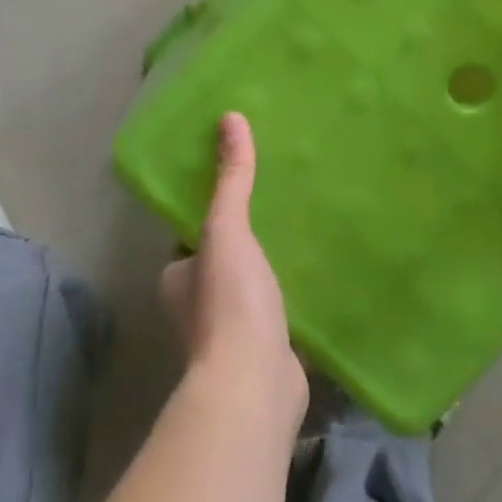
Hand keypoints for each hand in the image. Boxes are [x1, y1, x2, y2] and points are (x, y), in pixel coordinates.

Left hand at [159, 113, 306, 419]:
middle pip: (226, 259)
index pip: (194, 236)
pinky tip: (321, 274)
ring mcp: (233, 333)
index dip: (215, 213)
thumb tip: (229, 117)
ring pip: (253, 286)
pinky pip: (280, 311)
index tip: (245, 187)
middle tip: (285, 202)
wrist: (254, 384)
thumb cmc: (229, 302)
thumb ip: (231, 178)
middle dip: (249, 239)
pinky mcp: (267, 350)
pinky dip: (294, 295)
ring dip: (273, 267)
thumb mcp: (226, 229)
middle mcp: (199, 306)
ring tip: (306, 230)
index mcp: (180, 278)